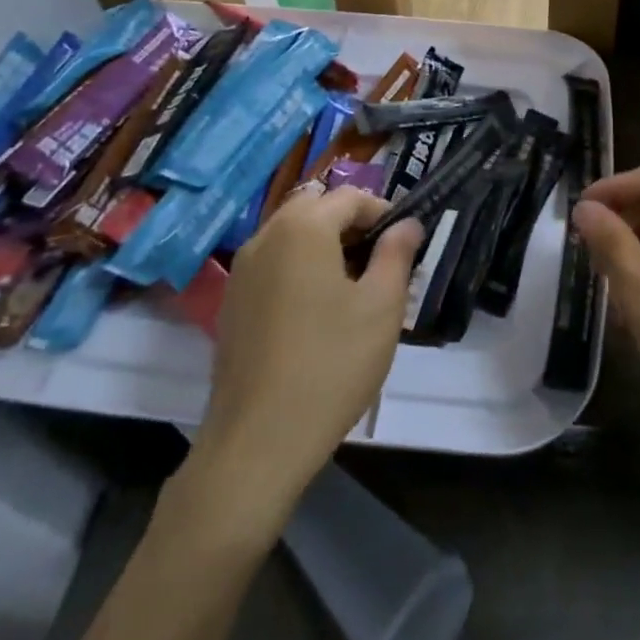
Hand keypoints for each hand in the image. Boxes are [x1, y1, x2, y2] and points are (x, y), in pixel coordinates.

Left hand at [192, 184, 422, 521]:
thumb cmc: (331, 365)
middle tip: (379, 263)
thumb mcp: (381, 306)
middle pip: (316, 208)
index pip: (350, 197)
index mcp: (303, 227)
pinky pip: (272, 264)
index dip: (383, 213)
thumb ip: (397, 254)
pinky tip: (316, 313)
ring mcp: (242, 271)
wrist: (256, 443)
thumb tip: (408, 224)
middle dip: (351, 225)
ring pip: (291, 236)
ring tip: (352, 288)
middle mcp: (266, 236)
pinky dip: (298, 268)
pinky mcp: (231, 303)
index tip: (404, 245)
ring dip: (324, 245)